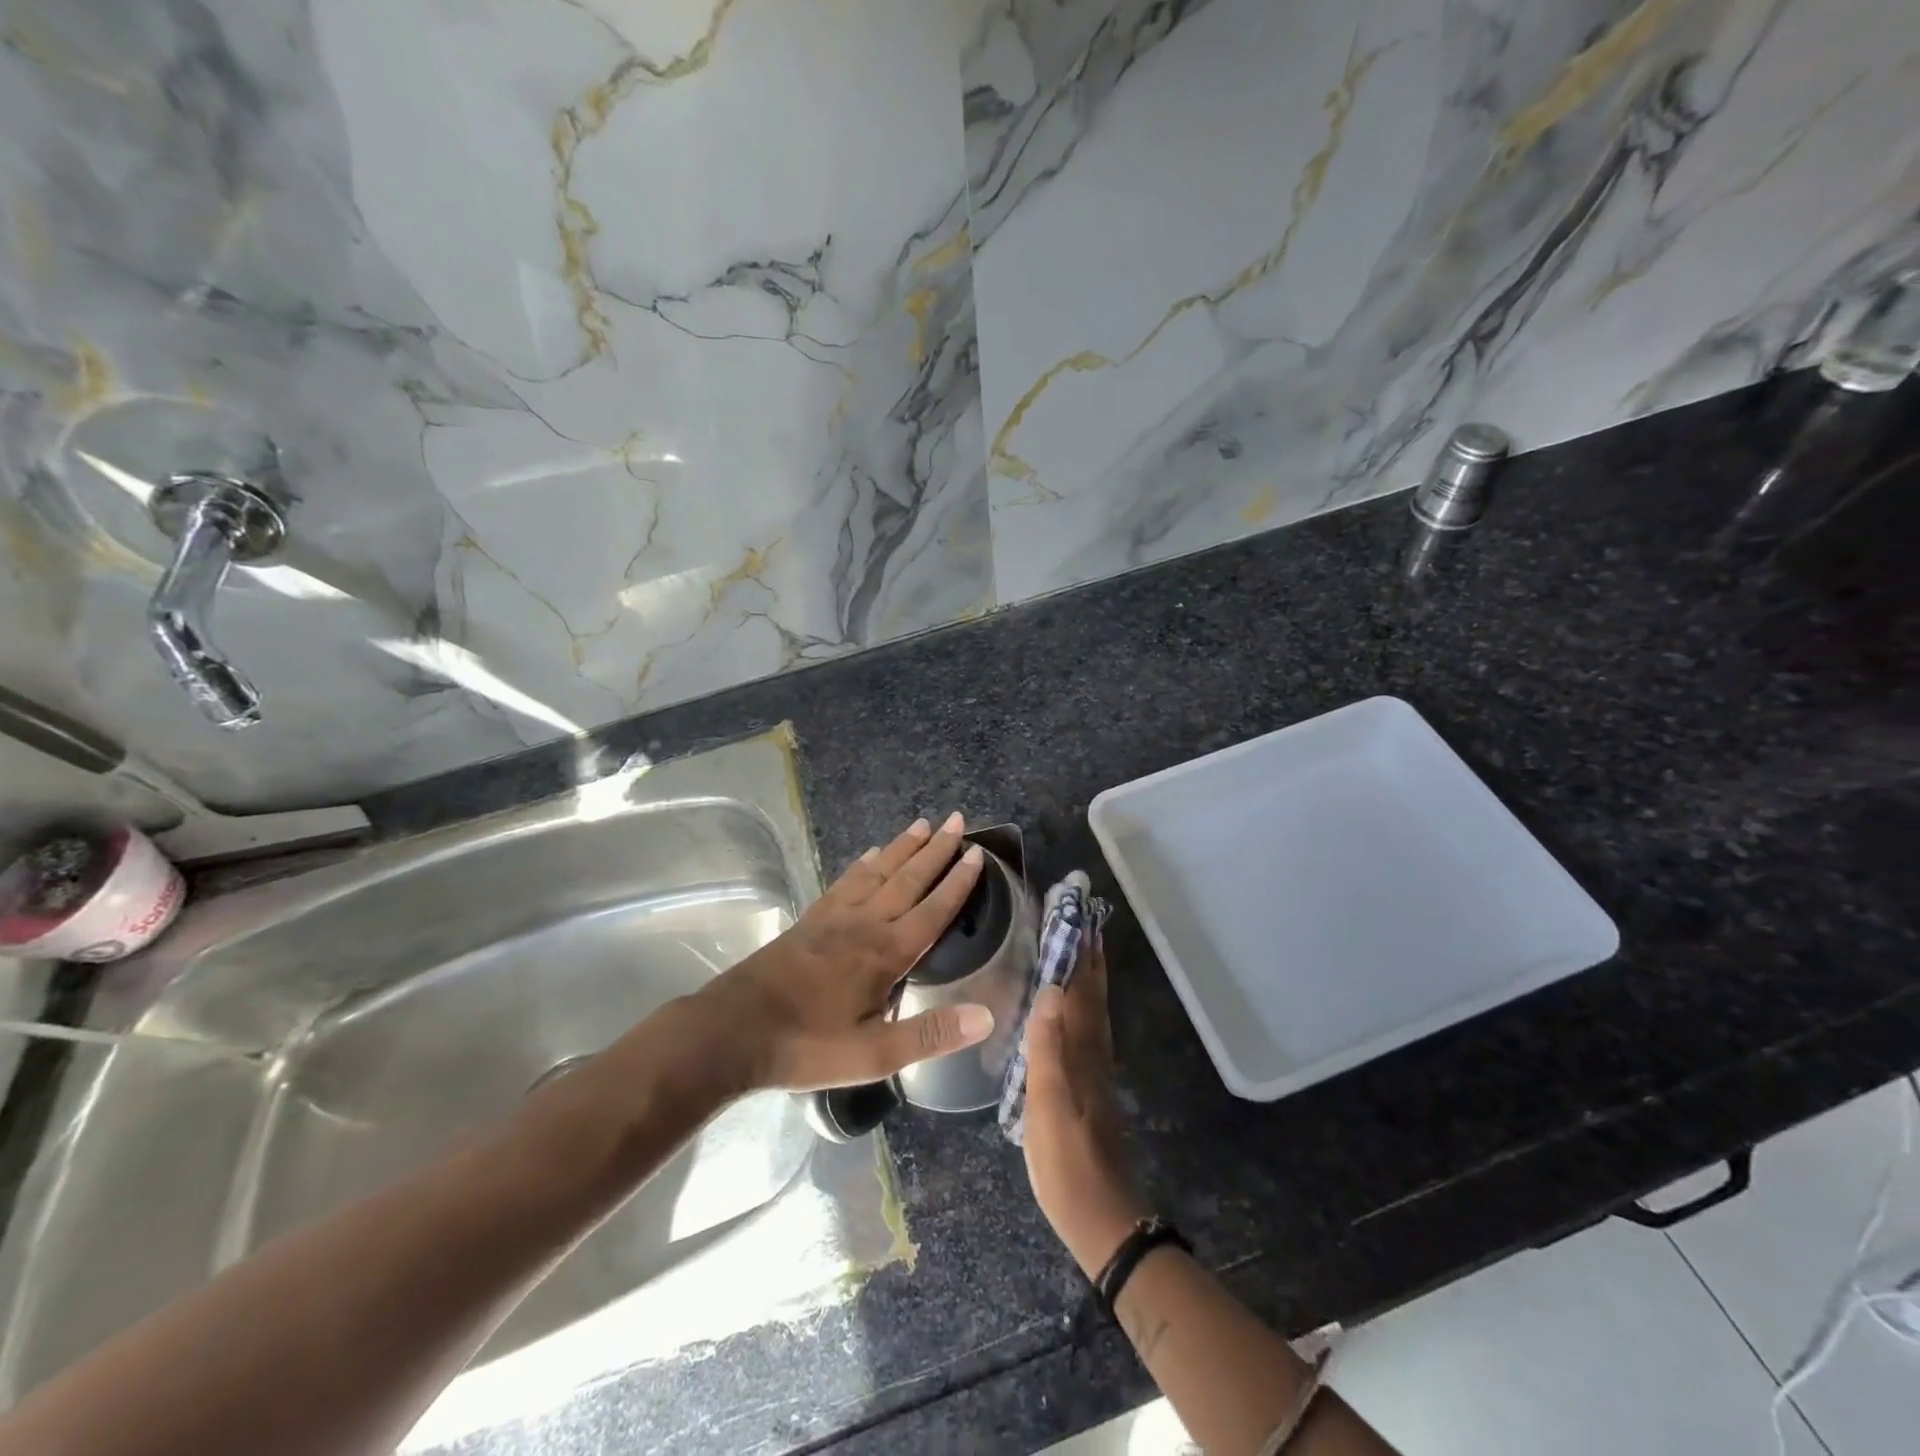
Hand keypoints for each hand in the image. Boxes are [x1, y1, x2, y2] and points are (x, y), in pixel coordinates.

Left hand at [711, 812, 992, 1092]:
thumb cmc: (808, 1045)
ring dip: (903, 848)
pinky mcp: (810, 920)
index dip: (957, 882)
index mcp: (886, 953)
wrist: (734, 1031)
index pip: (933, 910)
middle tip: (957, 819)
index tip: (977, 853)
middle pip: (908, 879)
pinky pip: (845, 882)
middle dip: (936, 850)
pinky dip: (862, 865)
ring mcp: (834, 918)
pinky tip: (870, 855)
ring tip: (922, 824)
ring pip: (878, 872)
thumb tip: (986, 1017)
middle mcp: (865, 923)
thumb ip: (930, 1034)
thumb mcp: (873, 1054)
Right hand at [1021, 934, 1149, 1277]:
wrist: (1104, 1222)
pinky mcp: (1090, 1091)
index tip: (1078, 918)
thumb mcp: (1049, 1107)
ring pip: (1092, 1014)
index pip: (1083, 992)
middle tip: (1081, 923)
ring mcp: (1095, 1074)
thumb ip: (1048, 1049)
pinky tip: (1069, 1012)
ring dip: (1087, 980)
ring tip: (1076, 953)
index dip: (1081, 955)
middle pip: (1093, 998)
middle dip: (1088, 959)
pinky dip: (1081, 1009)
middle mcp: (1095, 1056)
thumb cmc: (1069, 1165)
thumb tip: (1051, 989)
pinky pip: (1087, 1033)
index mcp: (1084, 1053)